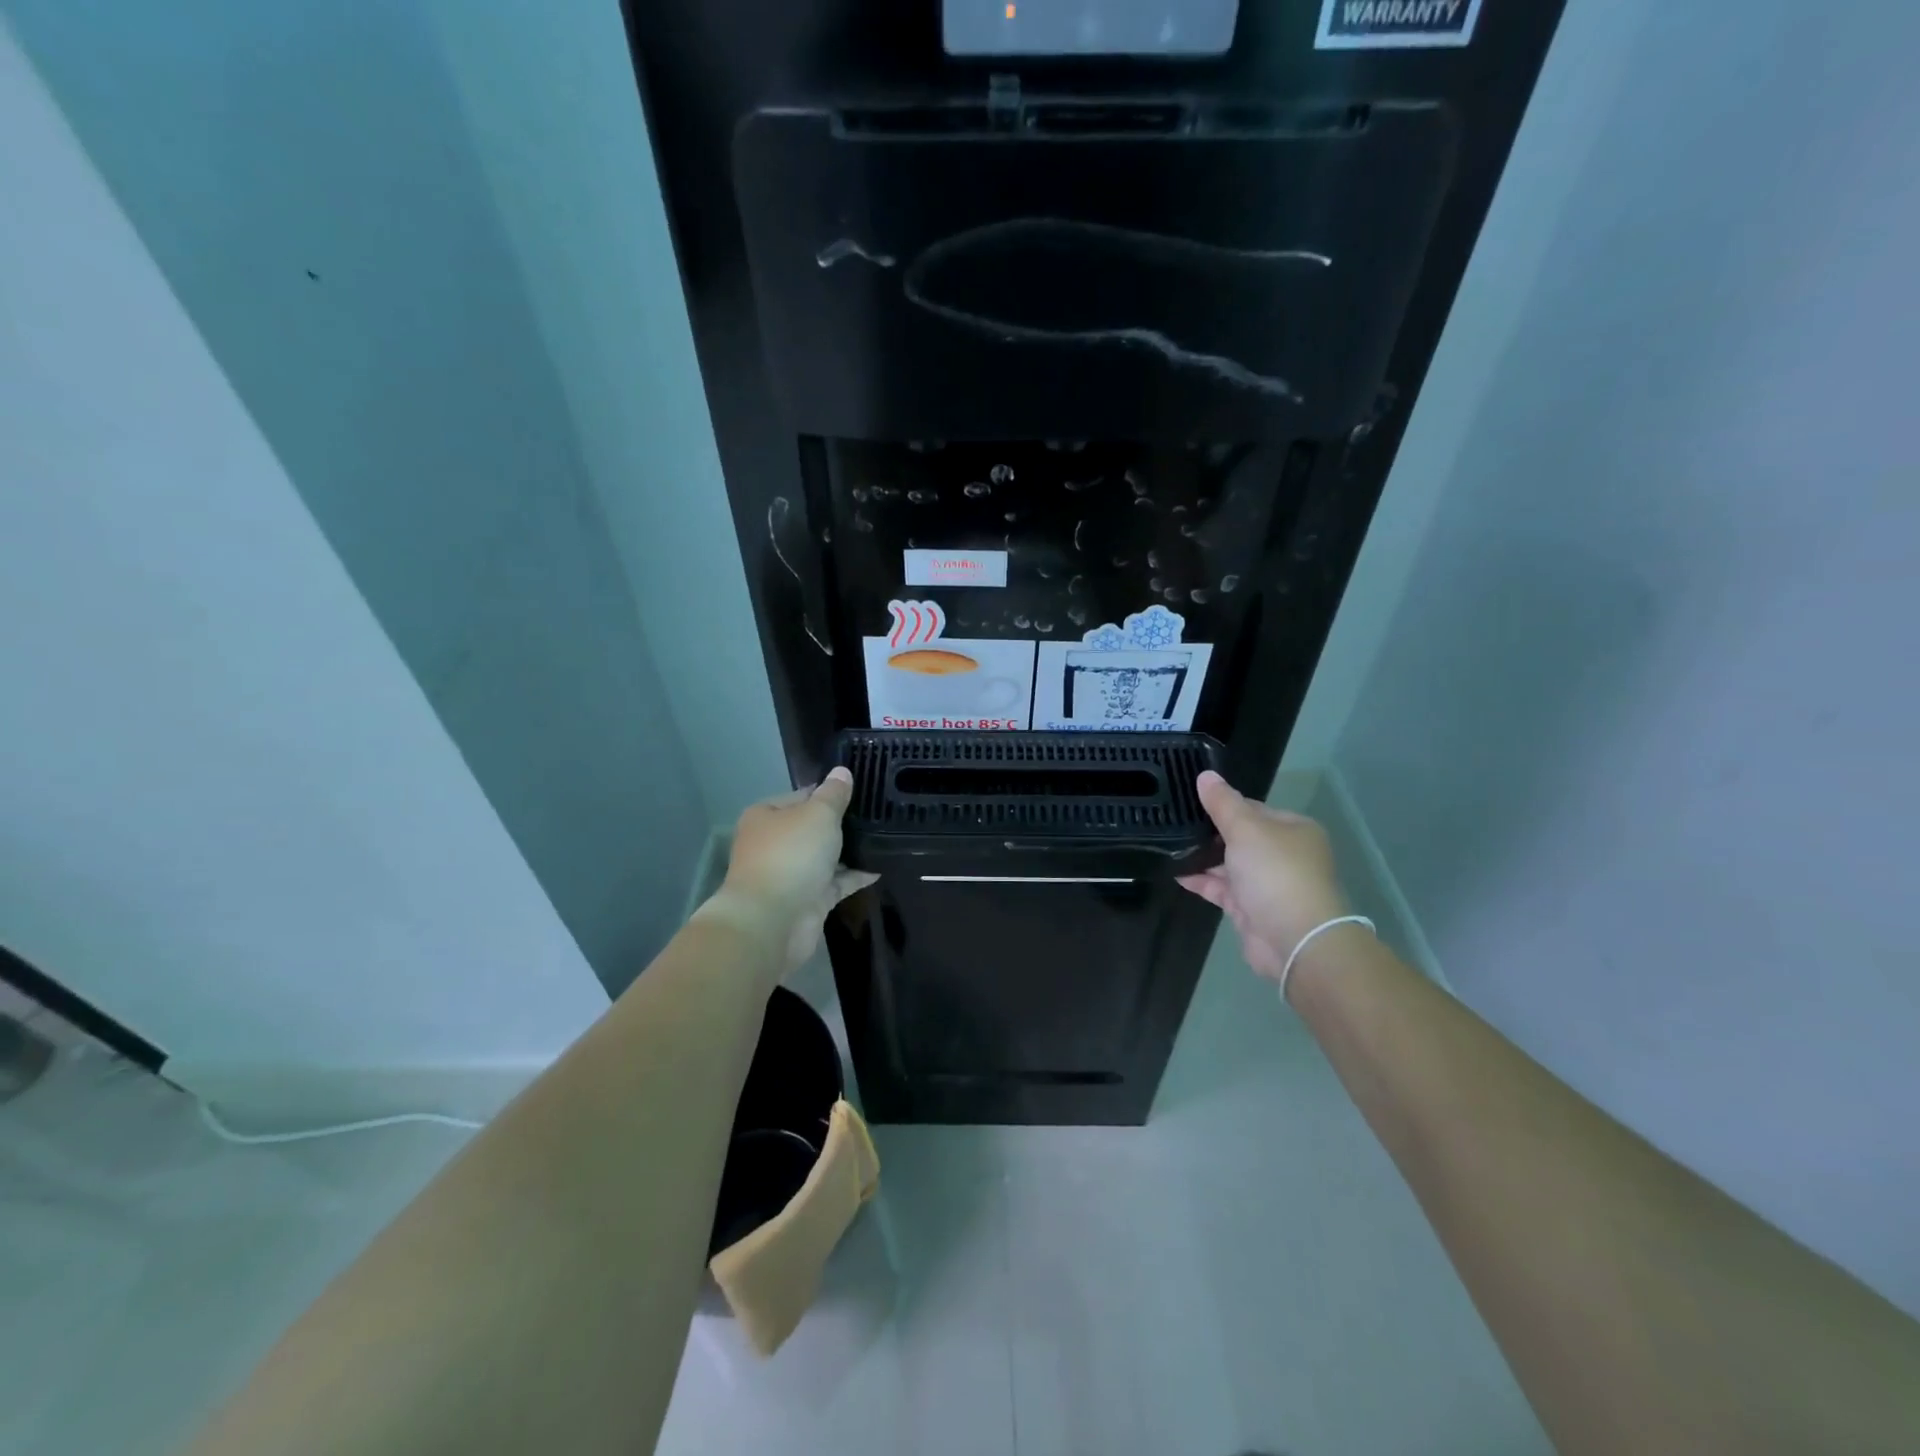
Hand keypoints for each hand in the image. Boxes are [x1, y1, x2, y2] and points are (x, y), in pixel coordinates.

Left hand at [706, 768, 878, 978]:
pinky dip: (855, 876)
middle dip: (841, 824)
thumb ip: (834, 794)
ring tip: (886, 837)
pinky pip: (835, 883)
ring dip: (850, 851)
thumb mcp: (818, 814)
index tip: (861, 791)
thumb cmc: (791, 856)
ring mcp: (790, 874)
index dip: (830, 793)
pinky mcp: (807, 901)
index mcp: (767, 816)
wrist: (772, 921)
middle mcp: (775, 843)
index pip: (802, 796)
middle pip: (813, 828)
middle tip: (878, 814)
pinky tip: (881, 867)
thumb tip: (842, 772)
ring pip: (825, 857)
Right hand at [1177, 770, 1349, 985]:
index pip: (1253, 808)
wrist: (1295, 940)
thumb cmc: (1275, 873)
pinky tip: (1174, 871)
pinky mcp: (1251, 909)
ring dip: (1202, 857)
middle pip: (1240, 836)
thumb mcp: (1246, 829)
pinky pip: (1221, 888)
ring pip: (1229, 863)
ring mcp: (1267, 883)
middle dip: (1209, 832)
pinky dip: (1201, 880)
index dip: (1223, 804)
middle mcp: (1283, 854)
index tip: (1190, 801)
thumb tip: (1205, 775)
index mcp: (1292, 829)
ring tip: (1166, 844)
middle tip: (1173, 821)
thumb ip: (1223, 803)